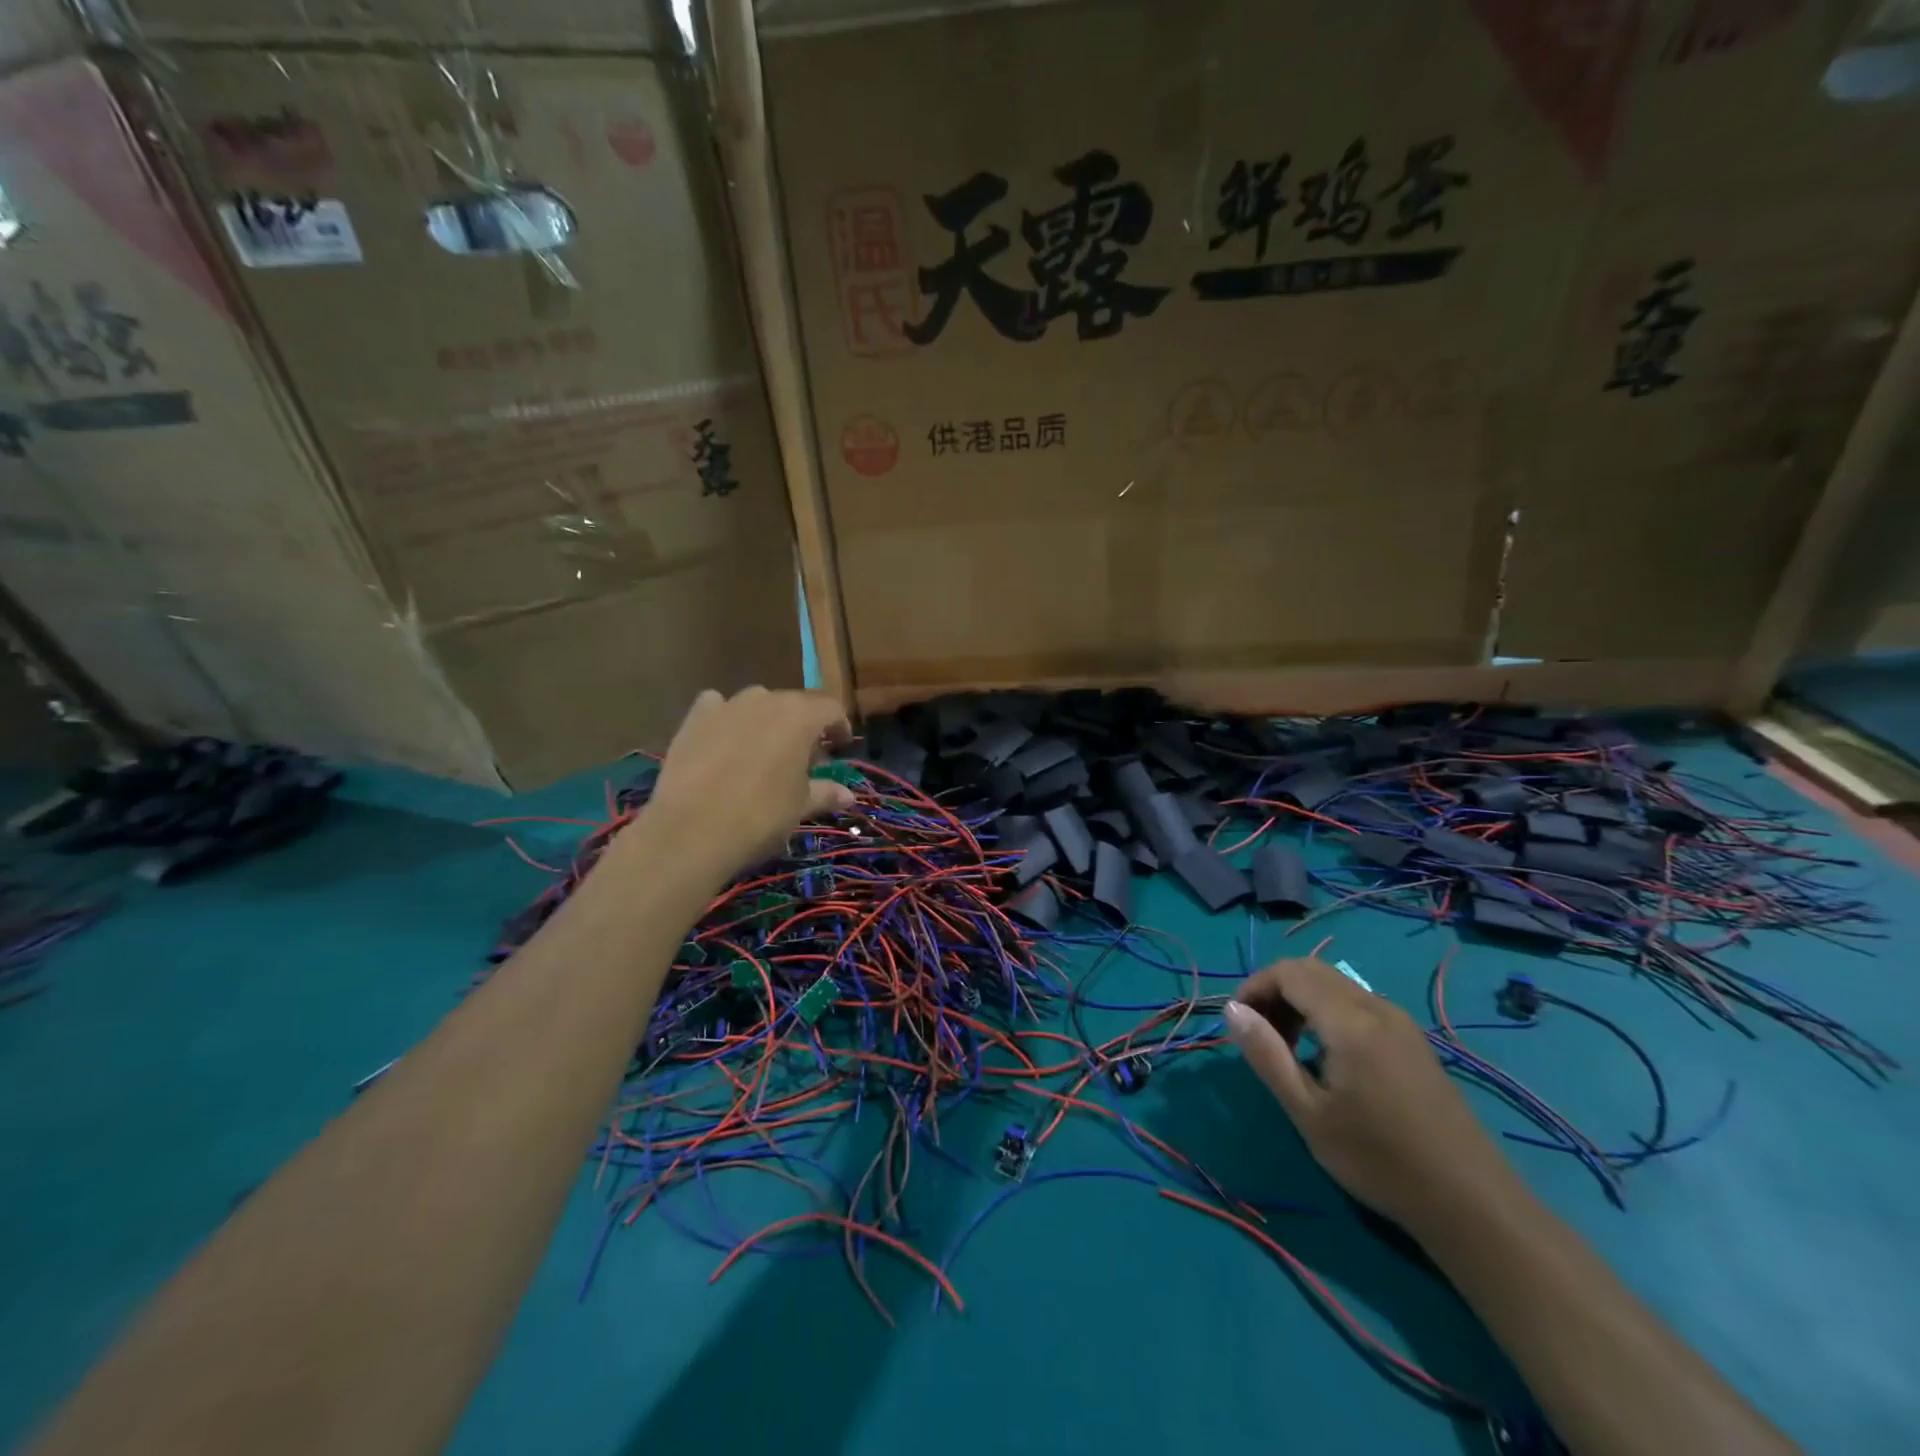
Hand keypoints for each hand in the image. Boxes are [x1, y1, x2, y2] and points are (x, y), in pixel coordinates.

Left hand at [640, 687, 854, 878]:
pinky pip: (717, 705)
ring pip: (757, 702)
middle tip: (804, 756)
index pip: (831, 709)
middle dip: (804, 725)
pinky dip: (726, 717)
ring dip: (766, 719)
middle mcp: (766, 701)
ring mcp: (727, 706)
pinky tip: (724, 738)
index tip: (840, 747)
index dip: (839, 726)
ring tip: (764, 748)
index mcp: (800, 718)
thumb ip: (825, 793)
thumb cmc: (760, 817)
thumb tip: (848, 795)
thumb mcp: (799, 807)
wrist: (691, 830)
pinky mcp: (694, 718)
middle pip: (795, 703)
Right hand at [1222, 958, 1517, 1232]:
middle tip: (1259, 1035)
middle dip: (1275, 991)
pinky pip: (1357, 1004)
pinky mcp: (1413, 1041)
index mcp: (1349, 1021)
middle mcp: (1376, 1007)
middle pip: (1311, 970)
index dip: (1254, 987)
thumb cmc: (1380, 1160)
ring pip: (1335, 985)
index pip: (1288, 972)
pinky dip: (1326, 1013)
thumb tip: (1231, 1009)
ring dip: (1300, 1001)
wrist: (1472, 1204)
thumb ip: (1266, 1055)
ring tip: (1286, 1048)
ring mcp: (1400, 1022)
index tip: (1238, 1023)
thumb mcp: (1309, 1113)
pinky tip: (1324, 1057)